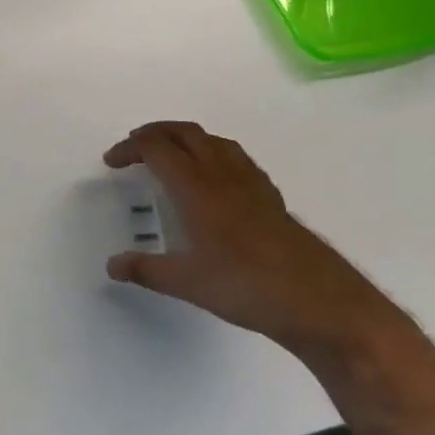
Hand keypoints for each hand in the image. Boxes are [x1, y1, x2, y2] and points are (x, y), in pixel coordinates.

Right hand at [103, 122, 401, 360]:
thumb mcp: (187, 283)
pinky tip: (214, 181)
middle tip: (134, 149)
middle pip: (184, 133)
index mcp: (196, 187)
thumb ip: (146, 270)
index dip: (129, 148)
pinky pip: (236, 158)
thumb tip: (112, 266)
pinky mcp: (271, 197)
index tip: (112, 162)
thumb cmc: (247, 286)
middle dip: (154, 133)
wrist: (322, 302)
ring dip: (185, 139)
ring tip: (171, 156)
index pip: (156, 148)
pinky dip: (213, 155)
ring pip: (213, 141)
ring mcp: (251, 183)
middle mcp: (222, 175)